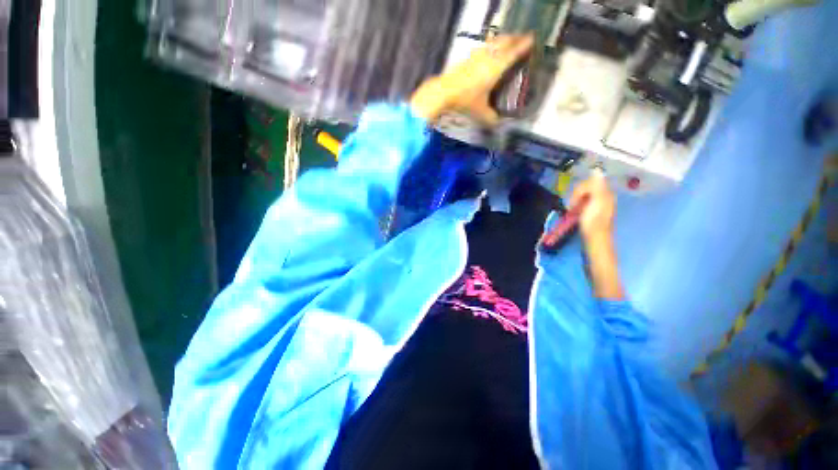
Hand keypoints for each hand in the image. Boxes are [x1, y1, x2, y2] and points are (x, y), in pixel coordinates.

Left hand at [410, 34, 533, 124]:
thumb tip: (498, 124)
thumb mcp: (480, 113)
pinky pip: (482, 47)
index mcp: (495, 68)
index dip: (523, 45)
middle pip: (504, 41)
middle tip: (521, 39)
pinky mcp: (466, 58)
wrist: (443, 93)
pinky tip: (487, 51)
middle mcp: (488, 57)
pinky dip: (489, 46)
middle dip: (514, 39)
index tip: (532, 39)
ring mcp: (476, 56)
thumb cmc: (464, 101)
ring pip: (493, 42)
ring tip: (507, 42)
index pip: (513, 52)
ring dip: (502, 40)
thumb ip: (491, 118)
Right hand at [570, 170, 615, 243]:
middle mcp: (604, 196)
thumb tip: (597, 170)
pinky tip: (575, 212)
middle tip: (571, 206)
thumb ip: (596, 186)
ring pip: (584, 195)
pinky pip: (584, 202)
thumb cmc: (593, 221)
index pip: (589, 182)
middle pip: (587, 188)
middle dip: (577, 195)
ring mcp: (599, 204)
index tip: (572, 202)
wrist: (596, 239)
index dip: (578, 190)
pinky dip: (578, 205)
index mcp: (605, 193)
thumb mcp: (596, 202)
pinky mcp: (594, 211)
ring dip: (576, 201)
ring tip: (572, 210)